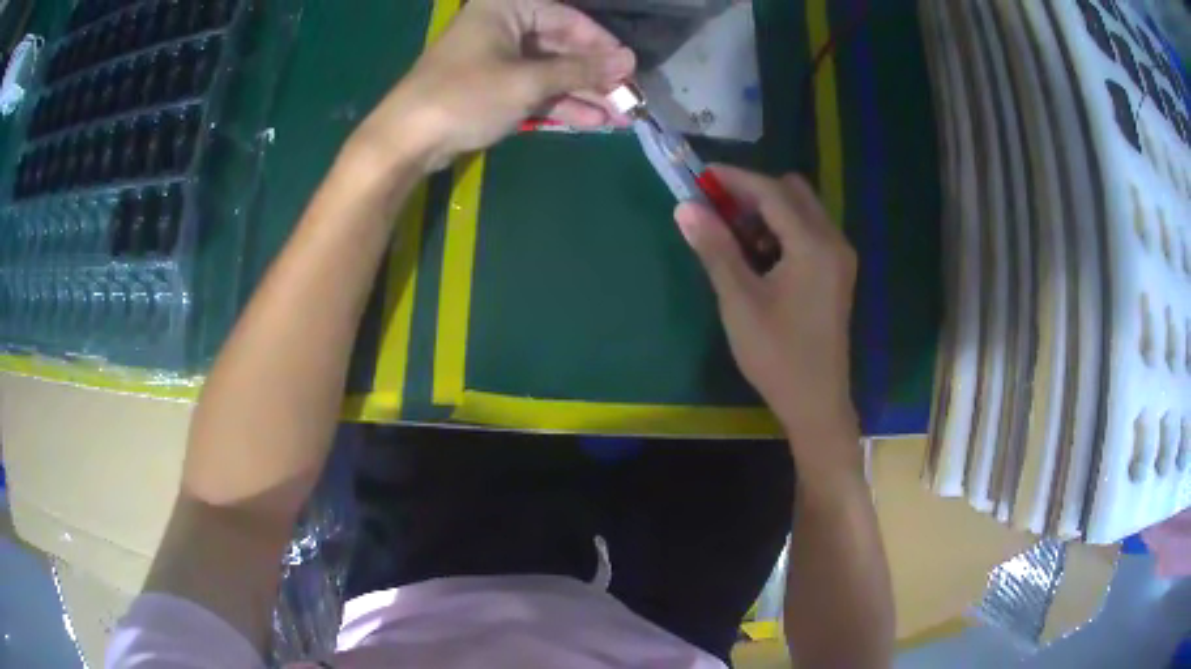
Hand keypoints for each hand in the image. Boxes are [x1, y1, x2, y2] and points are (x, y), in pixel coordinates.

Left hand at [353, 0, 634, 172]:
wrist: (406, 140)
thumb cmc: (465, 97)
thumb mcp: (527, 82)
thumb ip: (579, 70)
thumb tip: (628, 61)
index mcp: (506, 9)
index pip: (566, 18)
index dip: (600, 43)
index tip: (629, 66)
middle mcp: (502, 27)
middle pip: (559, 46)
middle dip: (594, 75)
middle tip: (629, 97)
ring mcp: (495, 60)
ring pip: (549, 71)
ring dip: (582, 93)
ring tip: (620, 116)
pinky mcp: (490, 88)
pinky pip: (533, 89)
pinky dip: (558, 104)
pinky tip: (591, 120)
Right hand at [675, 166, 858, 457]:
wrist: (815, 402)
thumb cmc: (777, 355)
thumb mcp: (740, 301)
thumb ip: (715, 249)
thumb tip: (686, 207)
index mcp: (813, 245)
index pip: (771, 192)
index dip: (734, 179)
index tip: (700, 176)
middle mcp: (833, 241)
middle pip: (793, 192)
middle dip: (753, 192)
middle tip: (717, 210)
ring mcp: (838, 258)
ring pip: (801, 211)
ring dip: (767, 212)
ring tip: (733, 238)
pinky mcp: (836, 273)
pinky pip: (807, 233)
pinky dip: (781, 231)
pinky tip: (758, 258)